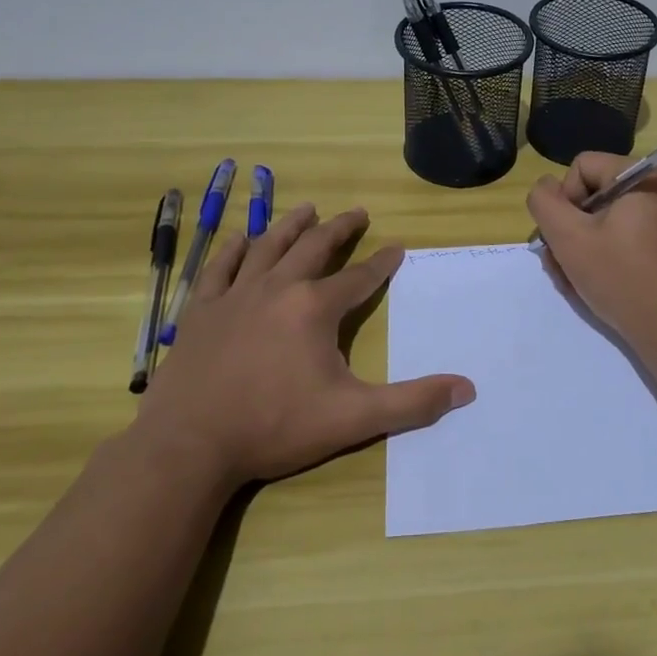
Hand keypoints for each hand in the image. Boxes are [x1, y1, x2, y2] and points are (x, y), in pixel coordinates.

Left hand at [132, 204, 474, 486]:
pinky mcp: (201, 312)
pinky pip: (219, 269)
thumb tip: (467, 389)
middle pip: (314, 247)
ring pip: (268, 247)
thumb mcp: (353, 418)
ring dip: (291, 226)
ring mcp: (235, 296)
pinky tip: (241, 238)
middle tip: (357, 212)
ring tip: (308, 209)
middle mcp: (277, 288)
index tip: (397, 248)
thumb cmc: (274, 427)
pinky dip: (233, 250)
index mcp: (315, 308)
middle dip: (340, 228)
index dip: (382, 263)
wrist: (189, 446)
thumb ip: (412, 403)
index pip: (359, 278)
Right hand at [526, 153, 656, 362]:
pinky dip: (607, 255)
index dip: (564, 200)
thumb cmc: (622, 279)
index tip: (567, 238)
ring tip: (573, 282)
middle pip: (594, 194)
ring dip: (583, 247)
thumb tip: (546, 188)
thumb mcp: (569, 238)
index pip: (582, 167)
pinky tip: (595, 284)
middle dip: (570, 229)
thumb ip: (545, 202)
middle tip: (561, 266)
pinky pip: (628, 236)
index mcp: (644, 176)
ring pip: (607, 220)